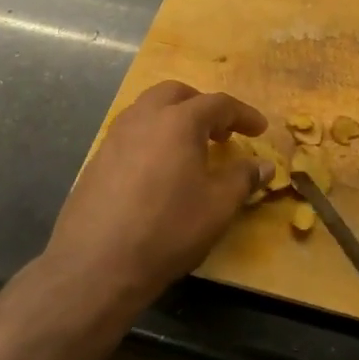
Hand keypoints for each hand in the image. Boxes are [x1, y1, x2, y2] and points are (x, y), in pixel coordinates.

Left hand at [46, 81, 269, 303]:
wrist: (96, 265)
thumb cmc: (167, 229)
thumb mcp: (218, 207)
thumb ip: (243, 178)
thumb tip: (263, 165)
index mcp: (178, 121)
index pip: (218, 104)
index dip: (243, 114)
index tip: (260, 129)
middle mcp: (144, 118)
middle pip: (177, 94)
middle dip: (202, 106)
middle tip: (221, 132)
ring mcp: (115, 137)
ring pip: (148, 109)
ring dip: (174, 118)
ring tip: (189, 149)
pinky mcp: (96, 160)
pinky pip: (131, 133)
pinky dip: (152, 138)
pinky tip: (158, 171)